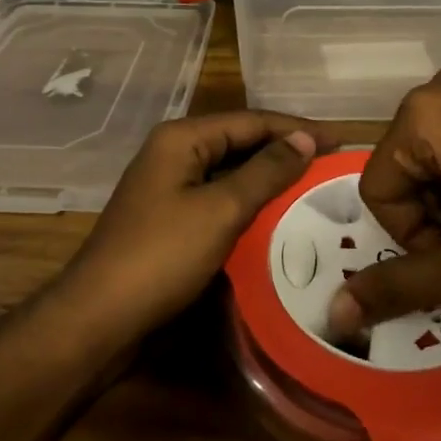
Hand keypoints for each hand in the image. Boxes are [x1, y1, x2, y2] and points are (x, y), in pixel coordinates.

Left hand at [62, 111, 334, 341]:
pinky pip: (219, 200)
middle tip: (332, 165)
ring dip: (269, 179)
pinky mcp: (170, 220)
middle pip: (240, 143)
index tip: (341, 140)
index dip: (297, 128)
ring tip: (314, 188)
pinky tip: (277, 217)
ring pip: (230, 173)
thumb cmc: (162, 256)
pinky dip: (249, 204)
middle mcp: (174, 154)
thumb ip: (266, 171)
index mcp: (182, 139)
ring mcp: (169, 188)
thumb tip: (306, 138)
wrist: (99, 319)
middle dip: (285, 152)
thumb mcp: (221, 210)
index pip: (251, 121)